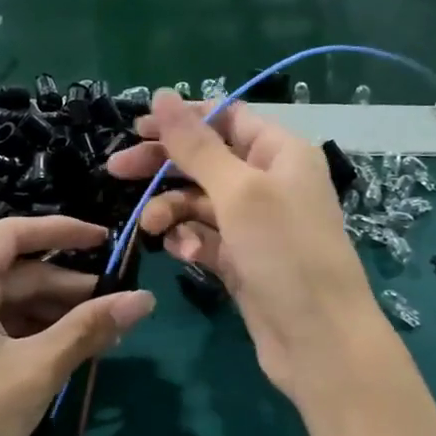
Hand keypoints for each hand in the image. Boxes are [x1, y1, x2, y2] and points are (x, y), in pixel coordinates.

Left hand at [0, 215, 154, 435]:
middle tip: (119, 304)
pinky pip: (2, 325)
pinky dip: (37, 333)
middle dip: (69, 287)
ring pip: (13, 301)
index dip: (64, 232)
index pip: (16, 234)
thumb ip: (90, 329)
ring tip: (106, 332)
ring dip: (58, 313)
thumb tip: (144, 299)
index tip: (108, 239)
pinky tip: (73, 349)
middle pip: (18, 272)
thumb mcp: (38, 370)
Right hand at [105, 90, 385, 407]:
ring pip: (200, 203)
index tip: (136, 128)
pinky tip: (187, 255)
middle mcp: (270, 182)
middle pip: (206, 160)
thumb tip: (162, 95)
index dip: (182, 120)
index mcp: (280, 153)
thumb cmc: (285, 253)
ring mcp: (256, 225)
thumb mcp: (239, 191)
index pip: (226, 119)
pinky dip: (191, 242)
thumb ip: (196, 145)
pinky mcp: (243, 261)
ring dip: (172, 210)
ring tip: (152, 227)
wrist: (318, 340)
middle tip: (116, 171)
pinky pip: (206, 238)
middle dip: (164, 167)